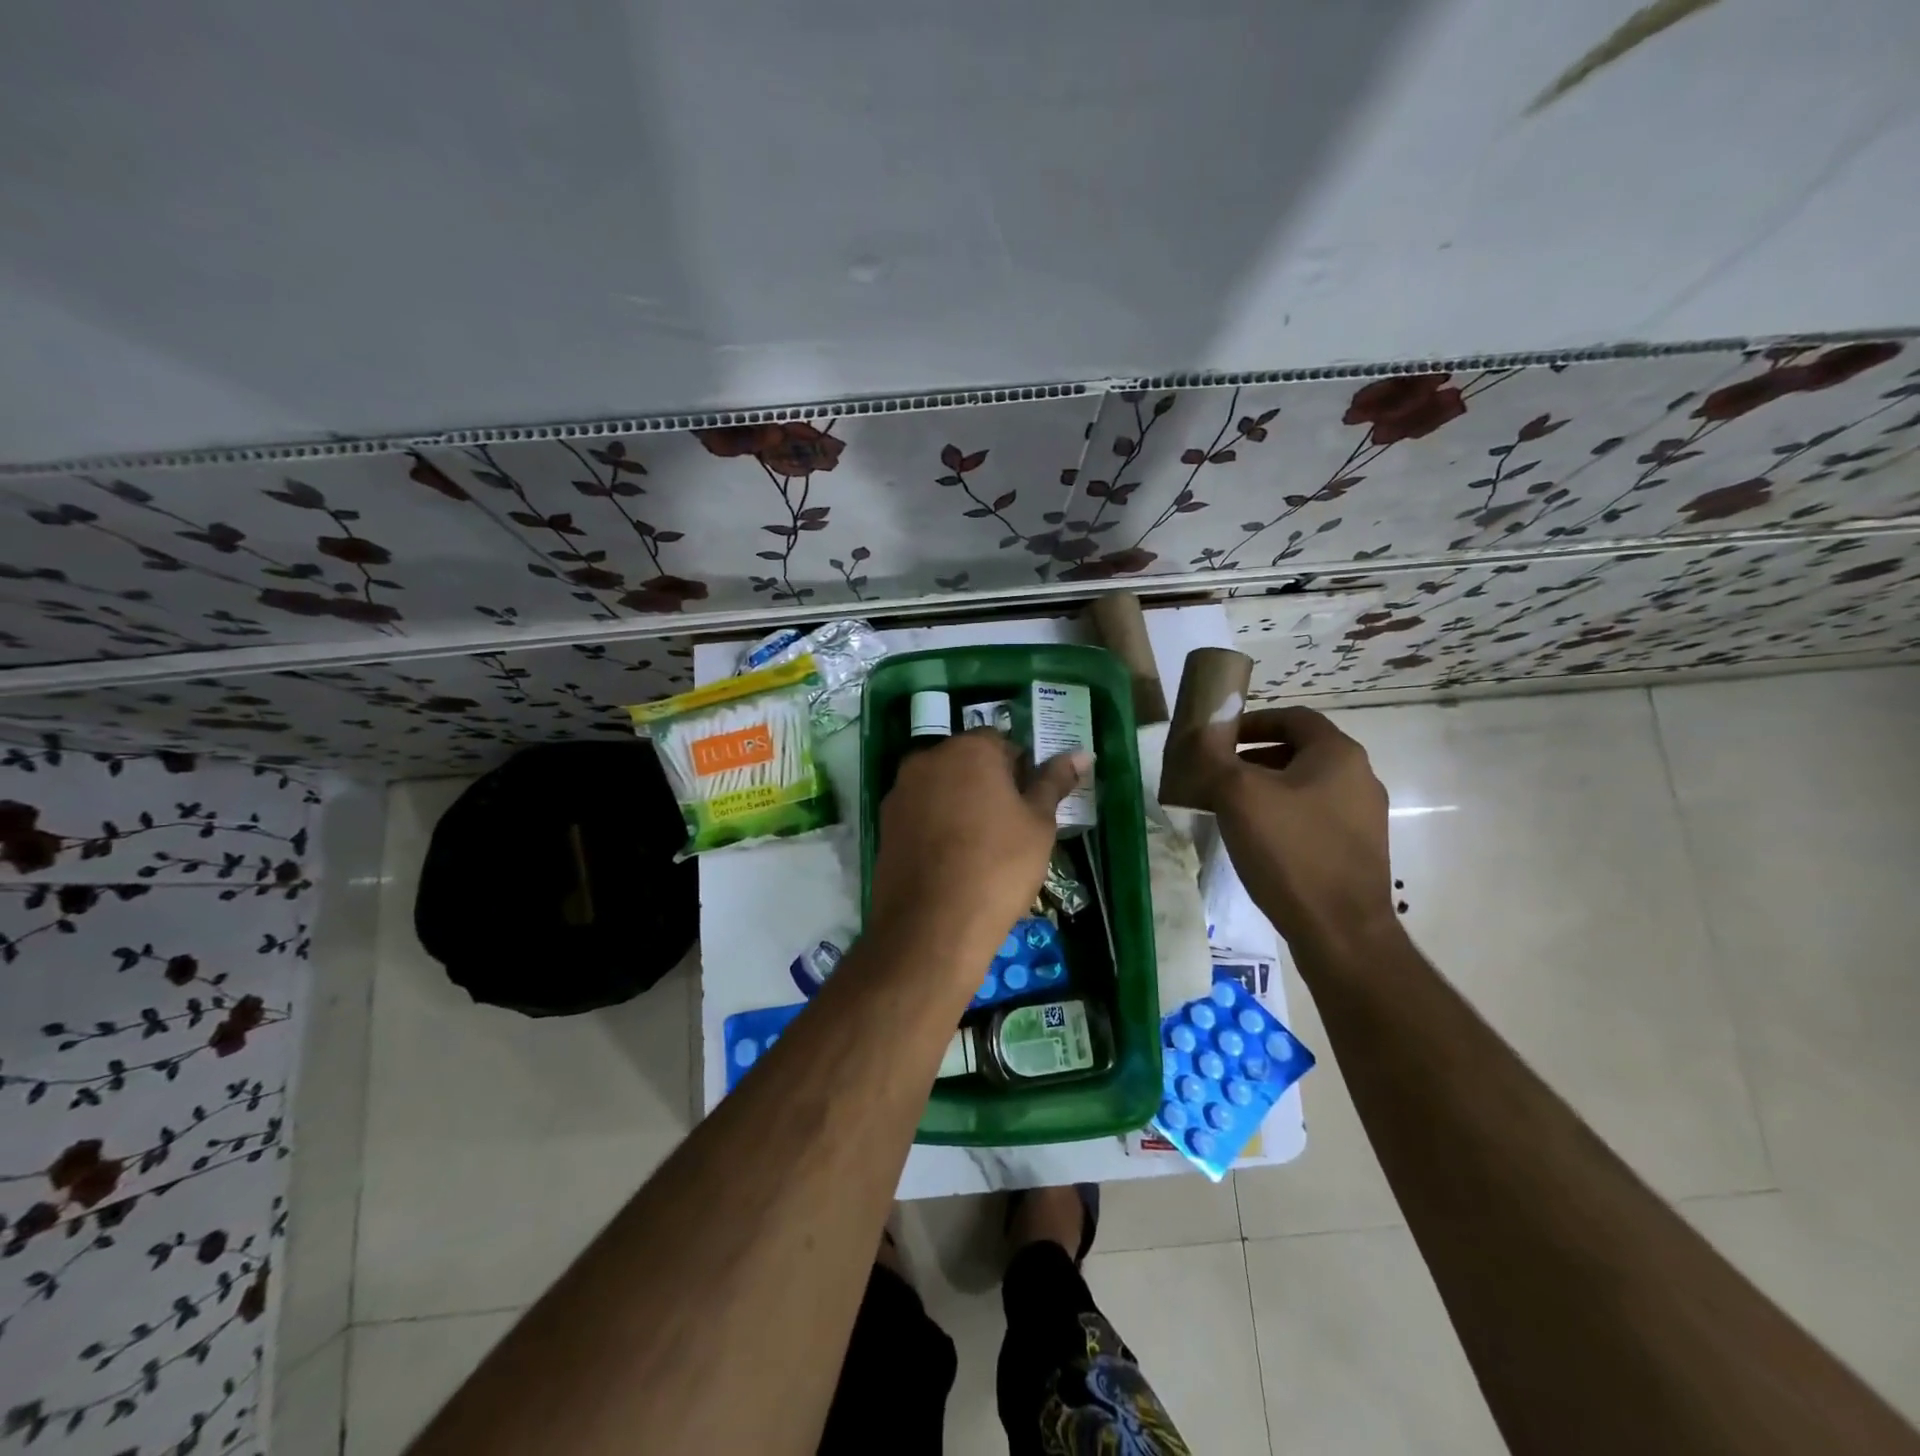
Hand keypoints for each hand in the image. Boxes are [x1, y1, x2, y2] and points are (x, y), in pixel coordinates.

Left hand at [868, 731, 1088, 974]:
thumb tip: (1081, 753)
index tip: (1030, 807)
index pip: (1002, 744)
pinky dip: (936, 827)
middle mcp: (927, 760)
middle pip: (967, 763)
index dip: (1021, 772)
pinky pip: (920, 815)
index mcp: (968, 749)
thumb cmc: (998, 866)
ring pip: (941, 789)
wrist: (932, 925)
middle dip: (989, 786)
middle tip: (1010, 828)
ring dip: (960, 805)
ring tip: (980, 849)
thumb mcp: (1039, 824)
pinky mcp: (884, 825)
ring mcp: (900, 792)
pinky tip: (951, 862)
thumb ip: (1054, 782)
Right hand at [1210, 707, 1398, 957]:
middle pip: (1299, 752)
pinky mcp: (1358, 849)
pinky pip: (1314, 817)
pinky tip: (1257, 841)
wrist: (1340, 931)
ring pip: (1305, 787)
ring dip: (1266, 789)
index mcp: (1338, 754)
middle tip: (1217, 775)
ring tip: (1230, 809)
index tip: (1219, 739)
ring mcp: (1363, 817)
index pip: (1293, 717)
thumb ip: (1214, 755)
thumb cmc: (1289, 851)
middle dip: (1253, 758)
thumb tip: (1199, 727)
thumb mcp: (1238, 795)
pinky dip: (1283, 816)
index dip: (1253, 722)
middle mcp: (1360, 778)